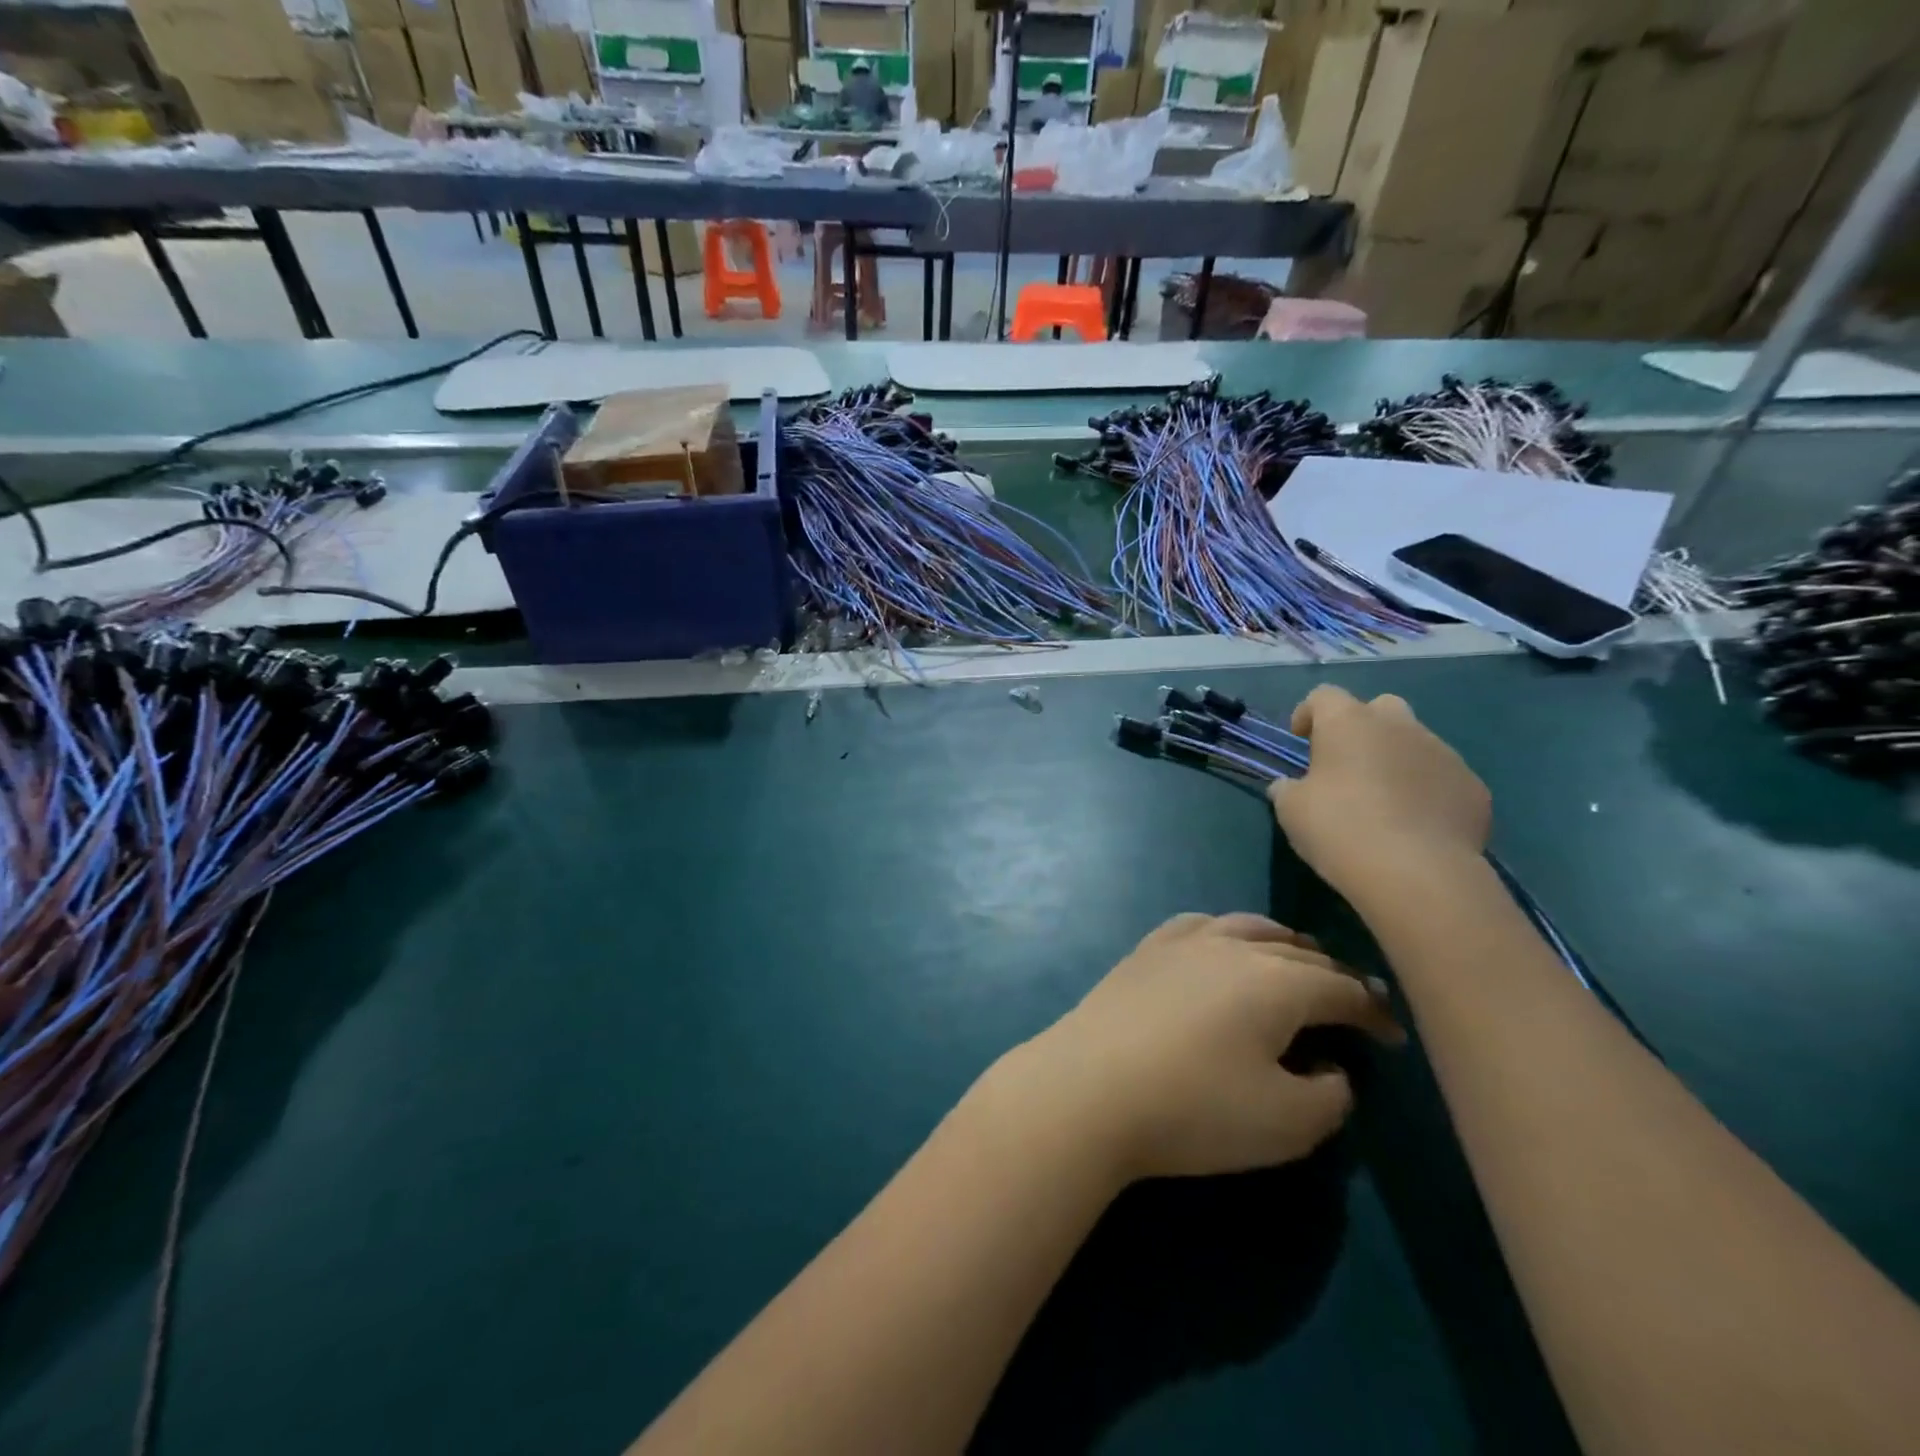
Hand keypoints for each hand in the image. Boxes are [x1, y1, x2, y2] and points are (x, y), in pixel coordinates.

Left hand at [1000, 913, 1401, 1184]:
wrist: (1089, 1088)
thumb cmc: (1194, 1108)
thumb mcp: (1287, 1123)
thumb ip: (1330, 1096)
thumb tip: (1331, 1069)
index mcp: (1277, 982)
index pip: (1342, 988)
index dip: (1374, 1012)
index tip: (1393, 1036)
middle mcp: (1233, 947)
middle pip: (1297, 952)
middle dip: (1332, 976)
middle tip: (1349, 1003)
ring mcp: (1182, 942)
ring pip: (1248, 927)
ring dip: (1281, 945)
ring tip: (1295, 962)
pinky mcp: (1144, 951)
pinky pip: (1198, 925)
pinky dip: (1226, 932)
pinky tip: (1220, 946)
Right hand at [1269, 686, 1490, 906]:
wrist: (1418, 874)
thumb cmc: (1340, 829)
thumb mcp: (1291, 810)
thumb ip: (1288, 789)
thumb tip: (1290, 786)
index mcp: (1349, 723)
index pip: (1324, 696)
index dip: (1308, 713)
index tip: (1301, 739)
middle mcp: (1399, 726)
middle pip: (1379, 707)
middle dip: (1362, 727)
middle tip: (1347, 764)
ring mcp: (1443, 753)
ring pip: (1415, 742)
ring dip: (1396, 759)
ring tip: (1383, 800)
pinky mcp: (1473, 787)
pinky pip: (1443, 778)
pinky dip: (1427, 790)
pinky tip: (1416, 824)